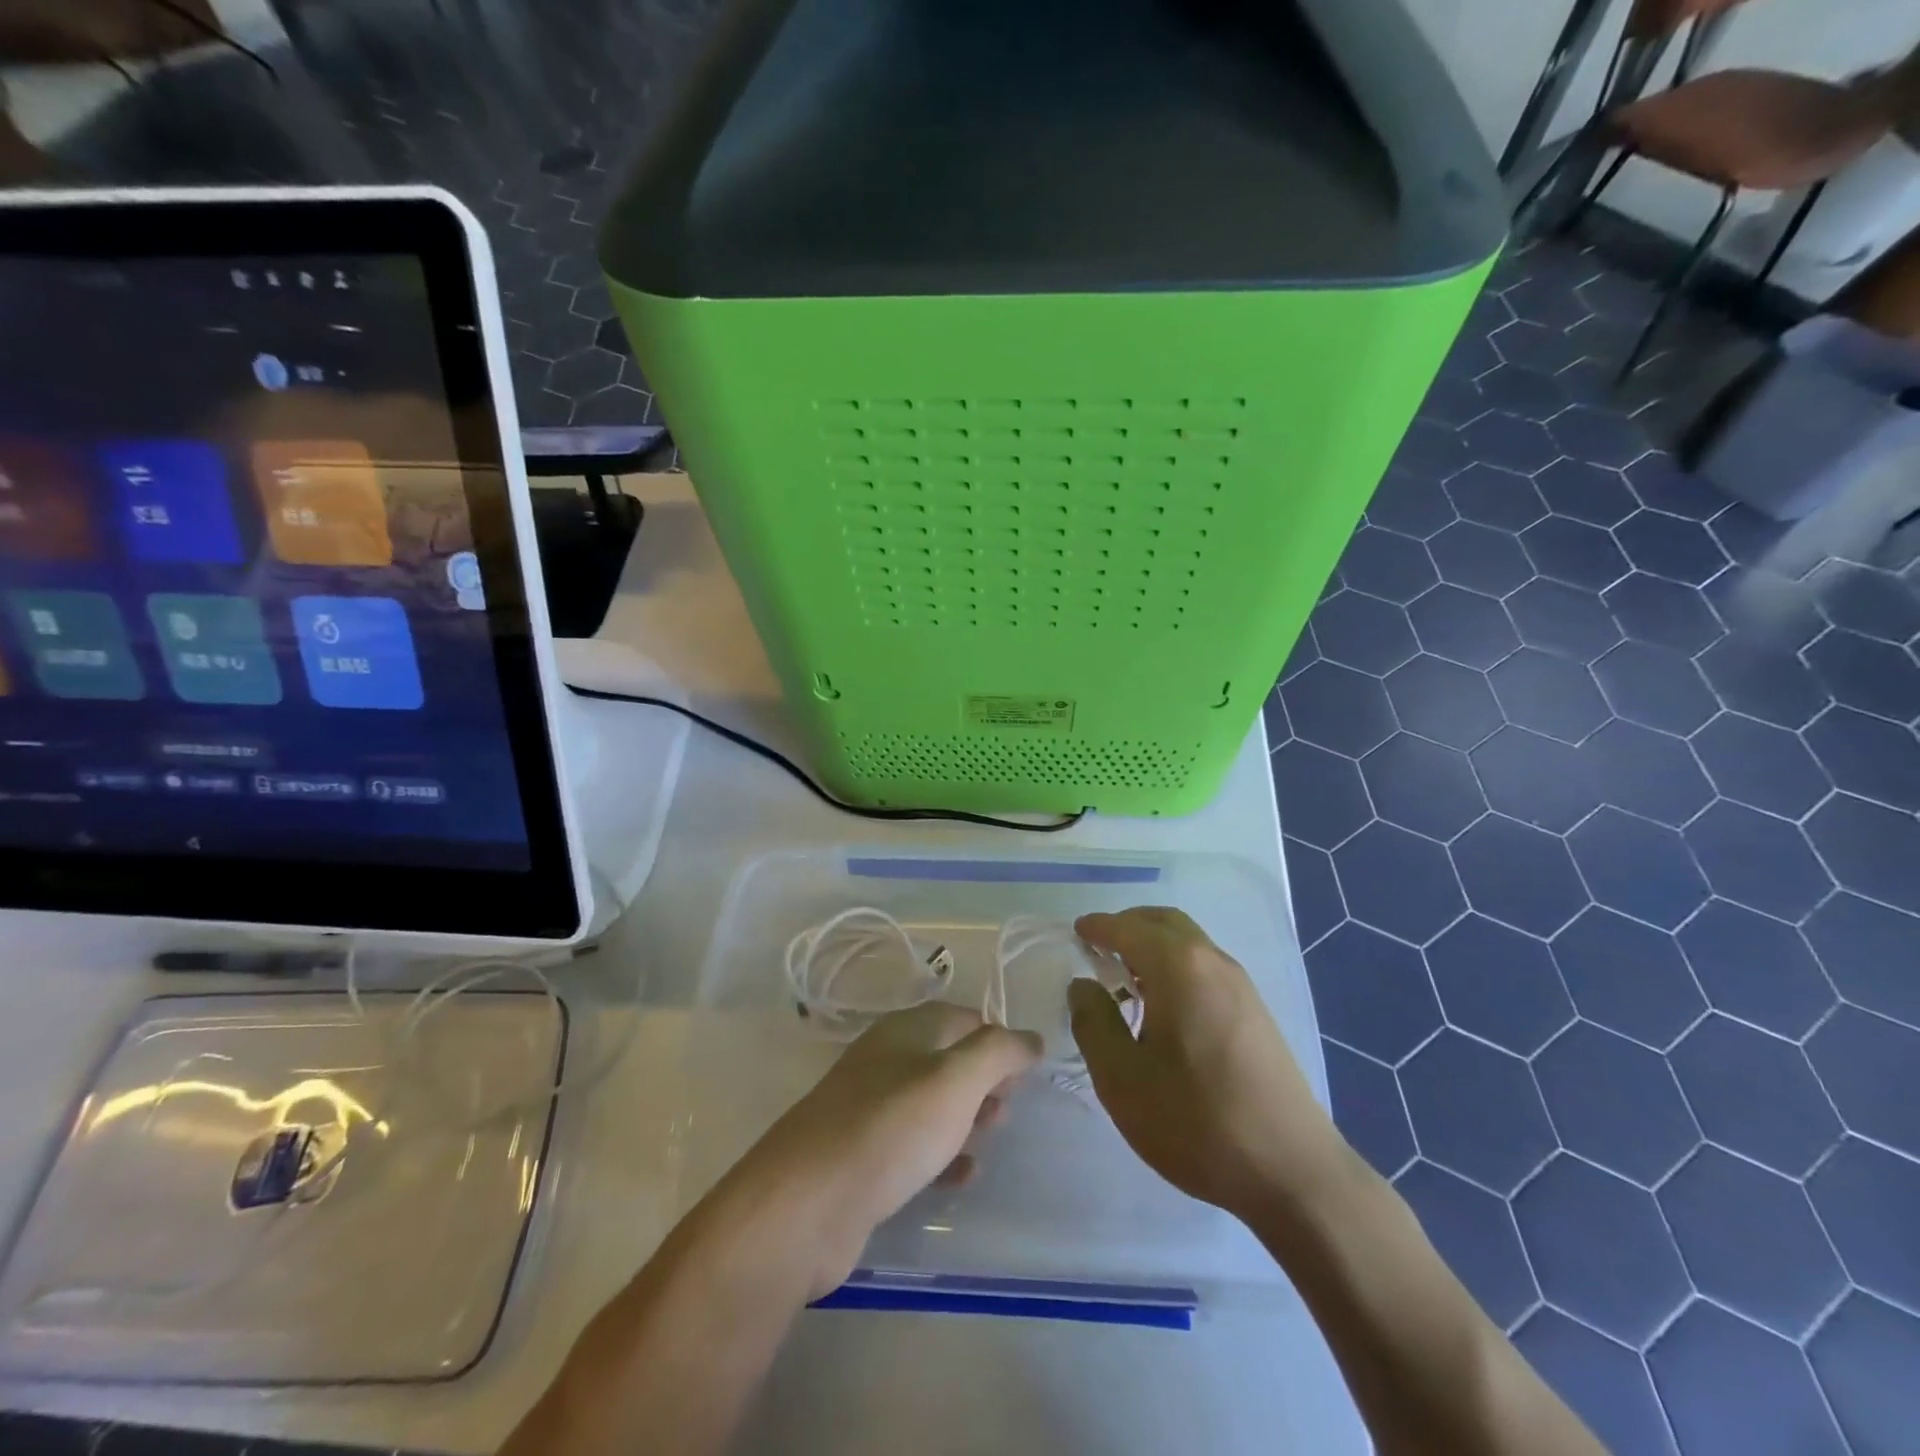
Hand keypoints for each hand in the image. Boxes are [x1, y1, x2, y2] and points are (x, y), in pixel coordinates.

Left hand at [718, 1003, 1041, 1297]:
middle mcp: (885, 1060)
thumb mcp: (956, 1080)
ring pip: (930, 1102)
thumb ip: (998, 1052)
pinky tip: (961, 1176)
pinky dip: (941, 1154)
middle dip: (984, 1080)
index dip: (997, 1038)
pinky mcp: (861, 1156)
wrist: (806, 1205)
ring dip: (965, 1116)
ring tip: (991, 1138)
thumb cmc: (890, 1128)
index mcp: (905, 1030)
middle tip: (1008, 1110)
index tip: (1026, 1073)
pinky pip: (912, 1145)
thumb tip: (1031, 1037)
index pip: (962, 1017)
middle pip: (946, 1058)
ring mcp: (868, 1108)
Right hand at [1069, 907, 1346, 1222]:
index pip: (1128, 928)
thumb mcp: (1122, 1079)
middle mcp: (1212, 961)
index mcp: (1178, 967)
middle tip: (1097, 948)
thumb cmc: (1196, 1122)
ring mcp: (1241, 985)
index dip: (1098, 927)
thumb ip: (1094, 1023)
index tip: (1076, 931)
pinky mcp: (1256, 1011)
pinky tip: (1162, 1005)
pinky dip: (1175, 964)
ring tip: (1124, 978)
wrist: (1291, 1172)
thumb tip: (1083, 985)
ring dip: (1153, 945)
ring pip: (1188, 942)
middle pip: (1163, 922)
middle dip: (1127, 925)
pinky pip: (1205, 966)